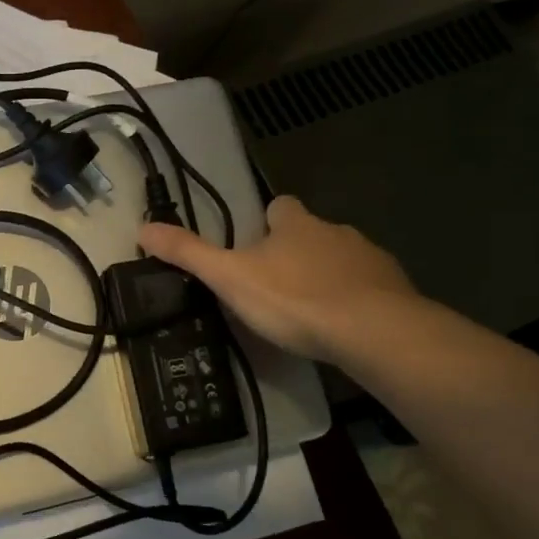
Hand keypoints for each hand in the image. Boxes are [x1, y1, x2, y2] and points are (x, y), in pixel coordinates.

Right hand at [138, 195, 416, 363]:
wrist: (374, 332)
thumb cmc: (294, 299)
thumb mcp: (229, 278)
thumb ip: (189, 254)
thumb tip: (143, 228)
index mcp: (296, 224)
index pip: (281, 207)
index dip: (268, 221)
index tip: (256, 245)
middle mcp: (335, 232)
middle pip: (312, 233)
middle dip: (296, 252)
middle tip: (275, 286)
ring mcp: (370, 260)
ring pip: (341, 260)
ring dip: (325, 276)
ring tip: (308, 311)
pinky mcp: (395, 291)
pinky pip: (369, 289)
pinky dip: (354, 301)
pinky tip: (343, 328)